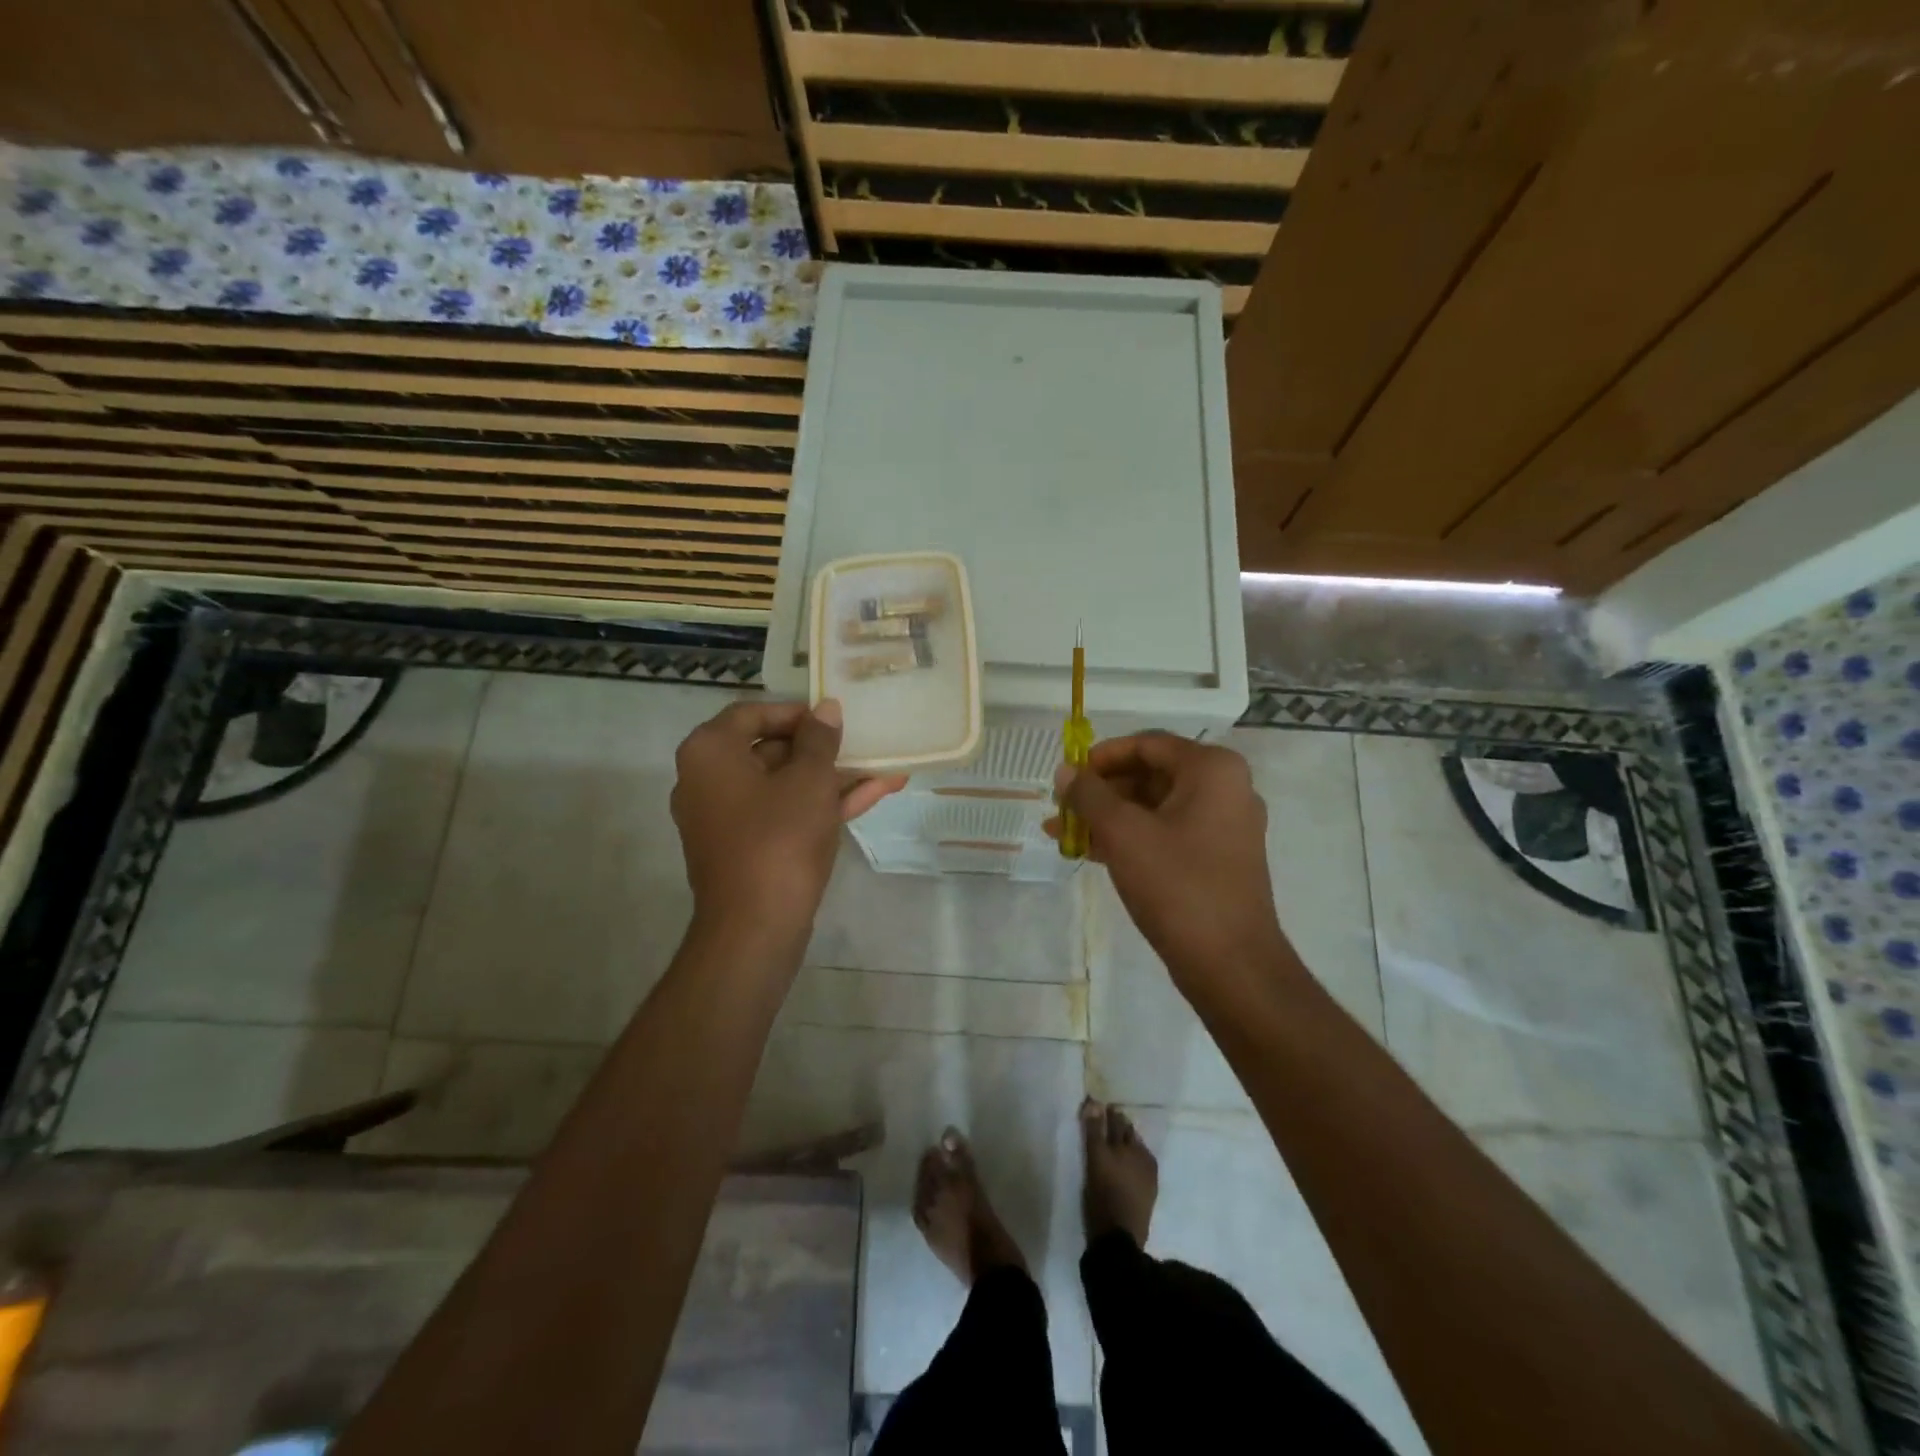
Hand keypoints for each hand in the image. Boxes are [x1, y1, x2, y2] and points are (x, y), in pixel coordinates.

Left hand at [671, 698, 904, 944]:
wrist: (756, 927)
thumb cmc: (779, 838)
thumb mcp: (810, 780)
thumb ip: (820, 739)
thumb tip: (825, 709)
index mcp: (710, 752)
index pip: (753, 713)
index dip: (798, 713)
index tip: (834, 719)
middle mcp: (707, 780)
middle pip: (769, 750)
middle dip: (821, 749)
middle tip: (860, 744)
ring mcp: (725, 818)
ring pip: (783, 785)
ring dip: (830, 778)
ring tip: (882, 768)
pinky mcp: (745, 848)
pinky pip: (782, 814)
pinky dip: (820, 805)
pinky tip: (871, 795)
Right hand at [1053, 732, 1286, 992]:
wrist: (1231, 965)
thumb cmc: (1177, 885)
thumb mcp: (1123, 833)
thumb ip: (1089, 795)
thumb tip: (1065, 771)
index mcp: (1212, 770)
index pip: (1148, 744)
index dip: (1102, 756)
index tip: (1068, 775)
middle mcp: (1225, 789)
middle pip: (1151, 774)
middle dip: (1101, 791)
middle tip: (1061, 807)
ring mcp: (1224, 826)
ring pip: (1155, 807)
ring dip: (1108, 817)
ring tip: (1062, 832)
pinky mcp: (1217, 858)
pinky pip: (1166, 833)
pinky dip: (1130, 838)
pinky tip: (1090, 851)